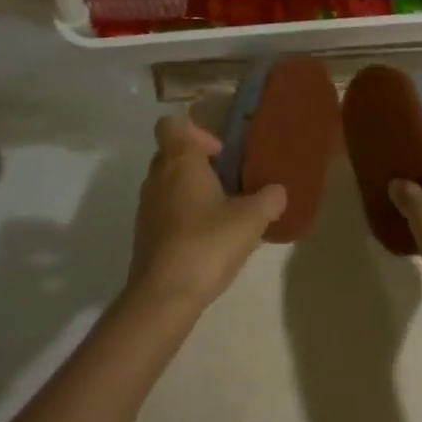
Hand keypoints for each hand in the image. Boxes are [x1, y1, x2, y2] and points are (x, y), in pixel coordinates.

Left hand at [127, 113, 286, 313]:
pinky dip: (183, 216)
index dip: (195, 130)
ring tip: (223, 213)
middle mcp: (157, 177)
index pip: (171, 124)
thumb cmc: (207, 243)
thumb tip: (277, 191)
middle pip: (172, 154)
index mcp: (179, 161)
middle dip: (199, 163)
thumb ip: (269, 199)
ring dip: (192, 191)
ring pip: (168, 184)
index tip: (219, 152)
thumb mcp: (251, 219)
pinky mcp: (144, 236)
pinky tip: (208, 240)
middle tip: (229, 182)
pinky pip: (165, 212)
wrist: (163, 297)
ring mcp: (146, 208)